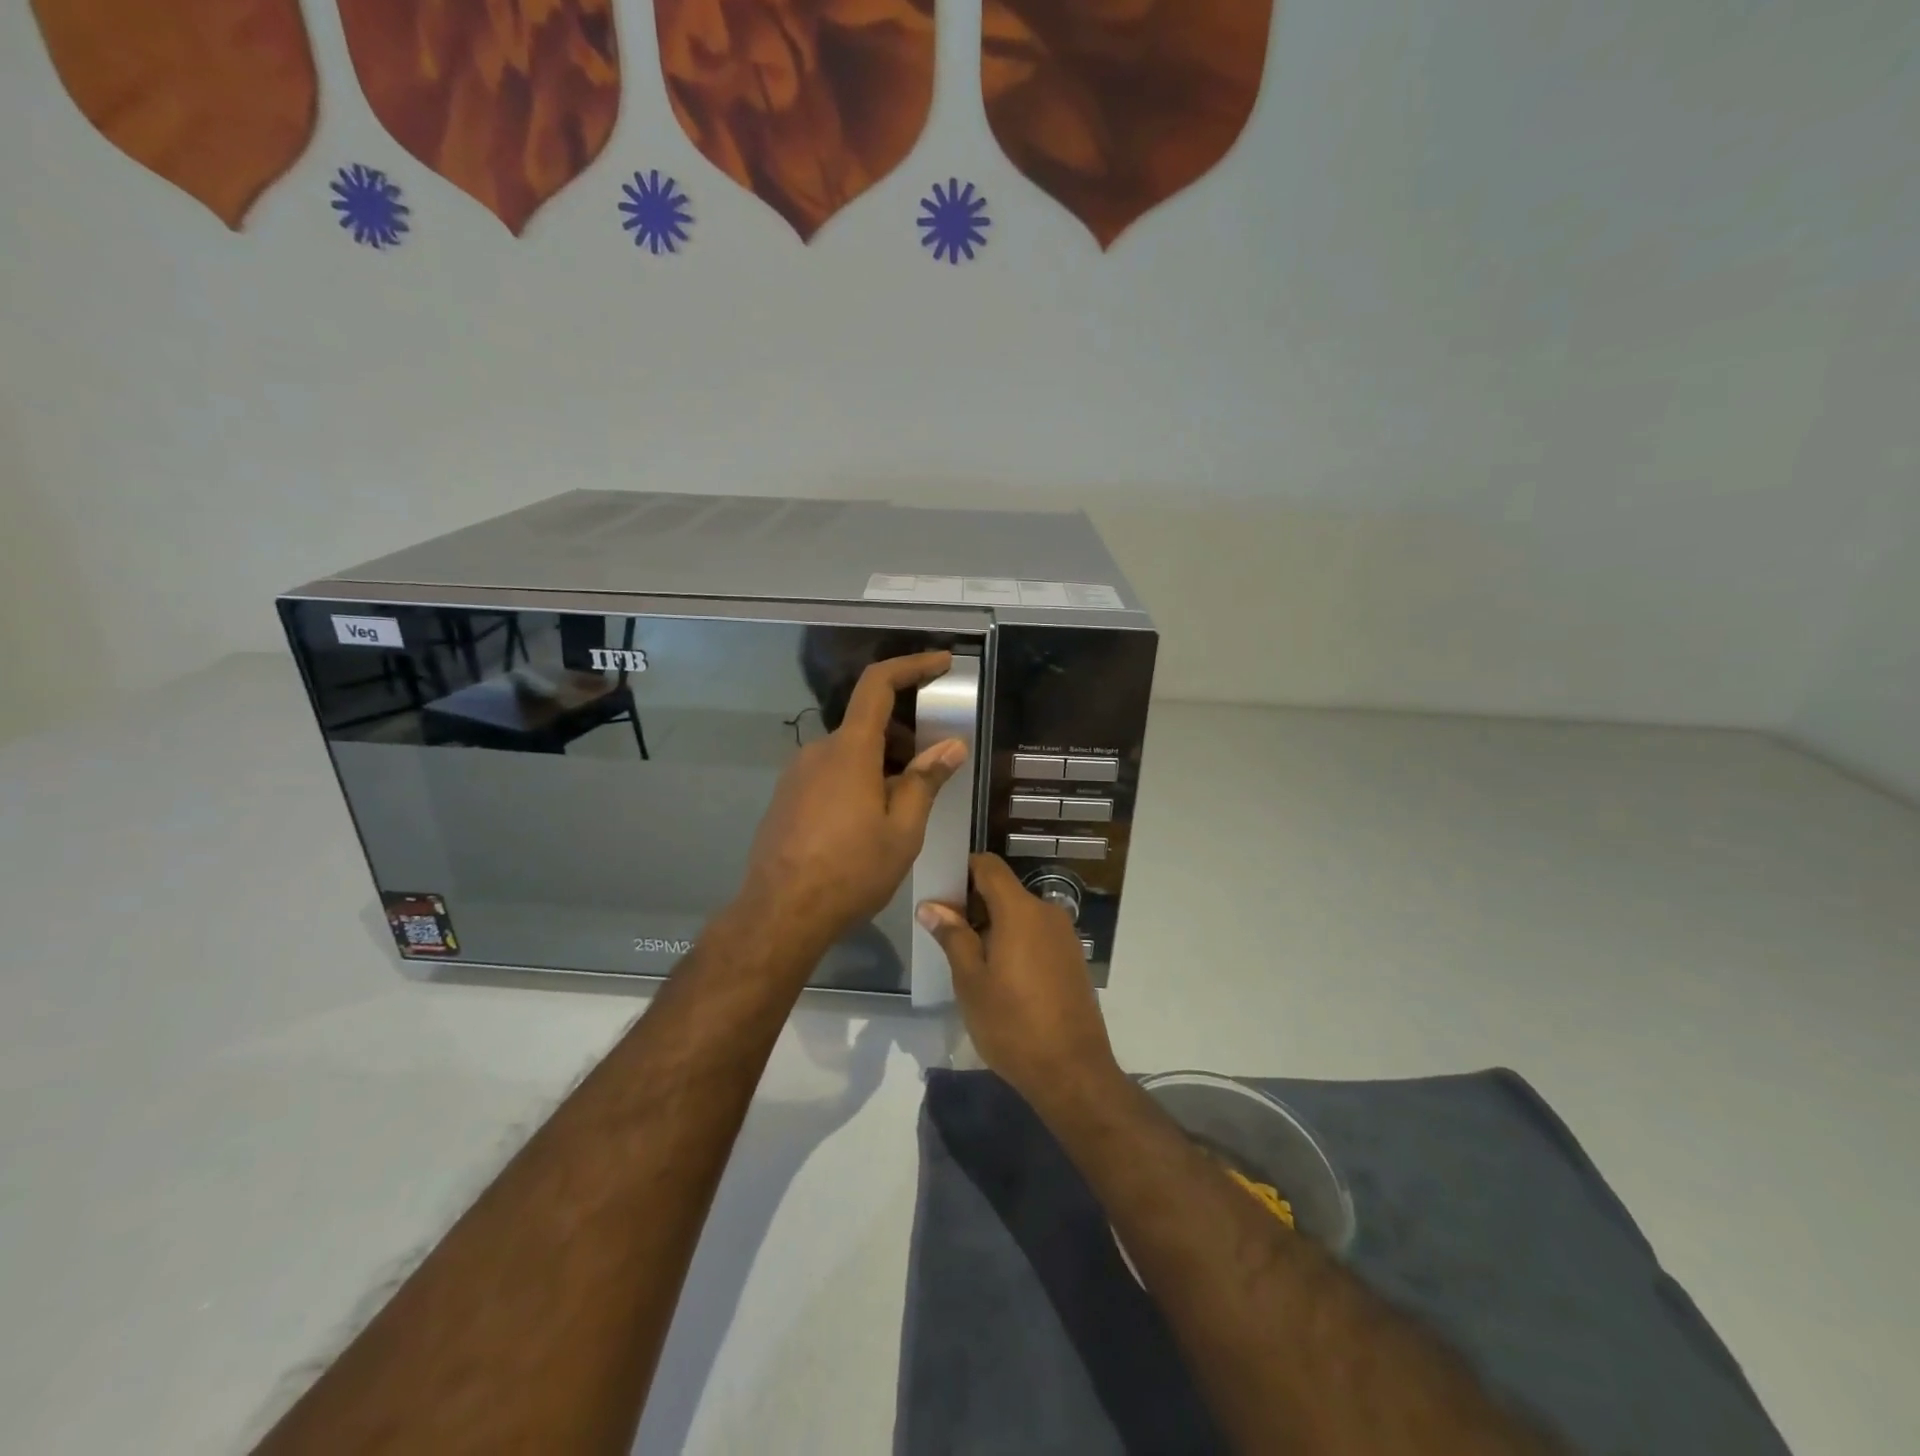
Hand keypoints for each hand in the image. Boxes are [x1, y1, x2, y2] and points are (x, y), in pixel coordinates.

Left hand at [737, 652, 967, 954]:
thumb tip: (950, 746)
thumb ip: (925, 781)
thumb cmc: (850, 872)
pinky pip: (830, 773)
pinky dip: (857, 780)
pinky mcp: (786, 797)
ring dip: (882, 763)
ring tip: (905, 806)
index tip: (941, 663)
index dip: (911, 666)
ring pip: (849, 753)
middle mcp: (818, 751)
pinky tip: (869, 822)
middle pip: (867, 724)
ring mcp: (797, 774)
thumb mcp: (902, 831)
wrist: (780, 914)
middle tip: (933, 767)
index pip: (878, 685)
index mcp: (850, 750)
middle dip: (905, 736)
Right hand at [916, 854, 1121, 1107]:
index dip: (962, 870)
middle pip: (1004, 890)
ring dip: (994, 925)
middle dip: (974, 904)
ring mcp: (1064, 935)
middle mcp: (1046, 912)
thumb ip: (952, 936)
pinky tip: (1001, 976)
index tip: (940, 892)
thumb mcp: (971, 981)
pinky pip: (1036, 934)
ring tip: (969, 960)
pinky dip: (1015, 941)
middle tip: (946, 934)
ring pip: (1020, 914)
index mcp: (1020, 910)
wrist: (1073, 1072)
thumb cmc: (1012, 1024)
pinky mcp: (1072, 957)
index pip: (988, 866)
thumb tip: (931, 905)